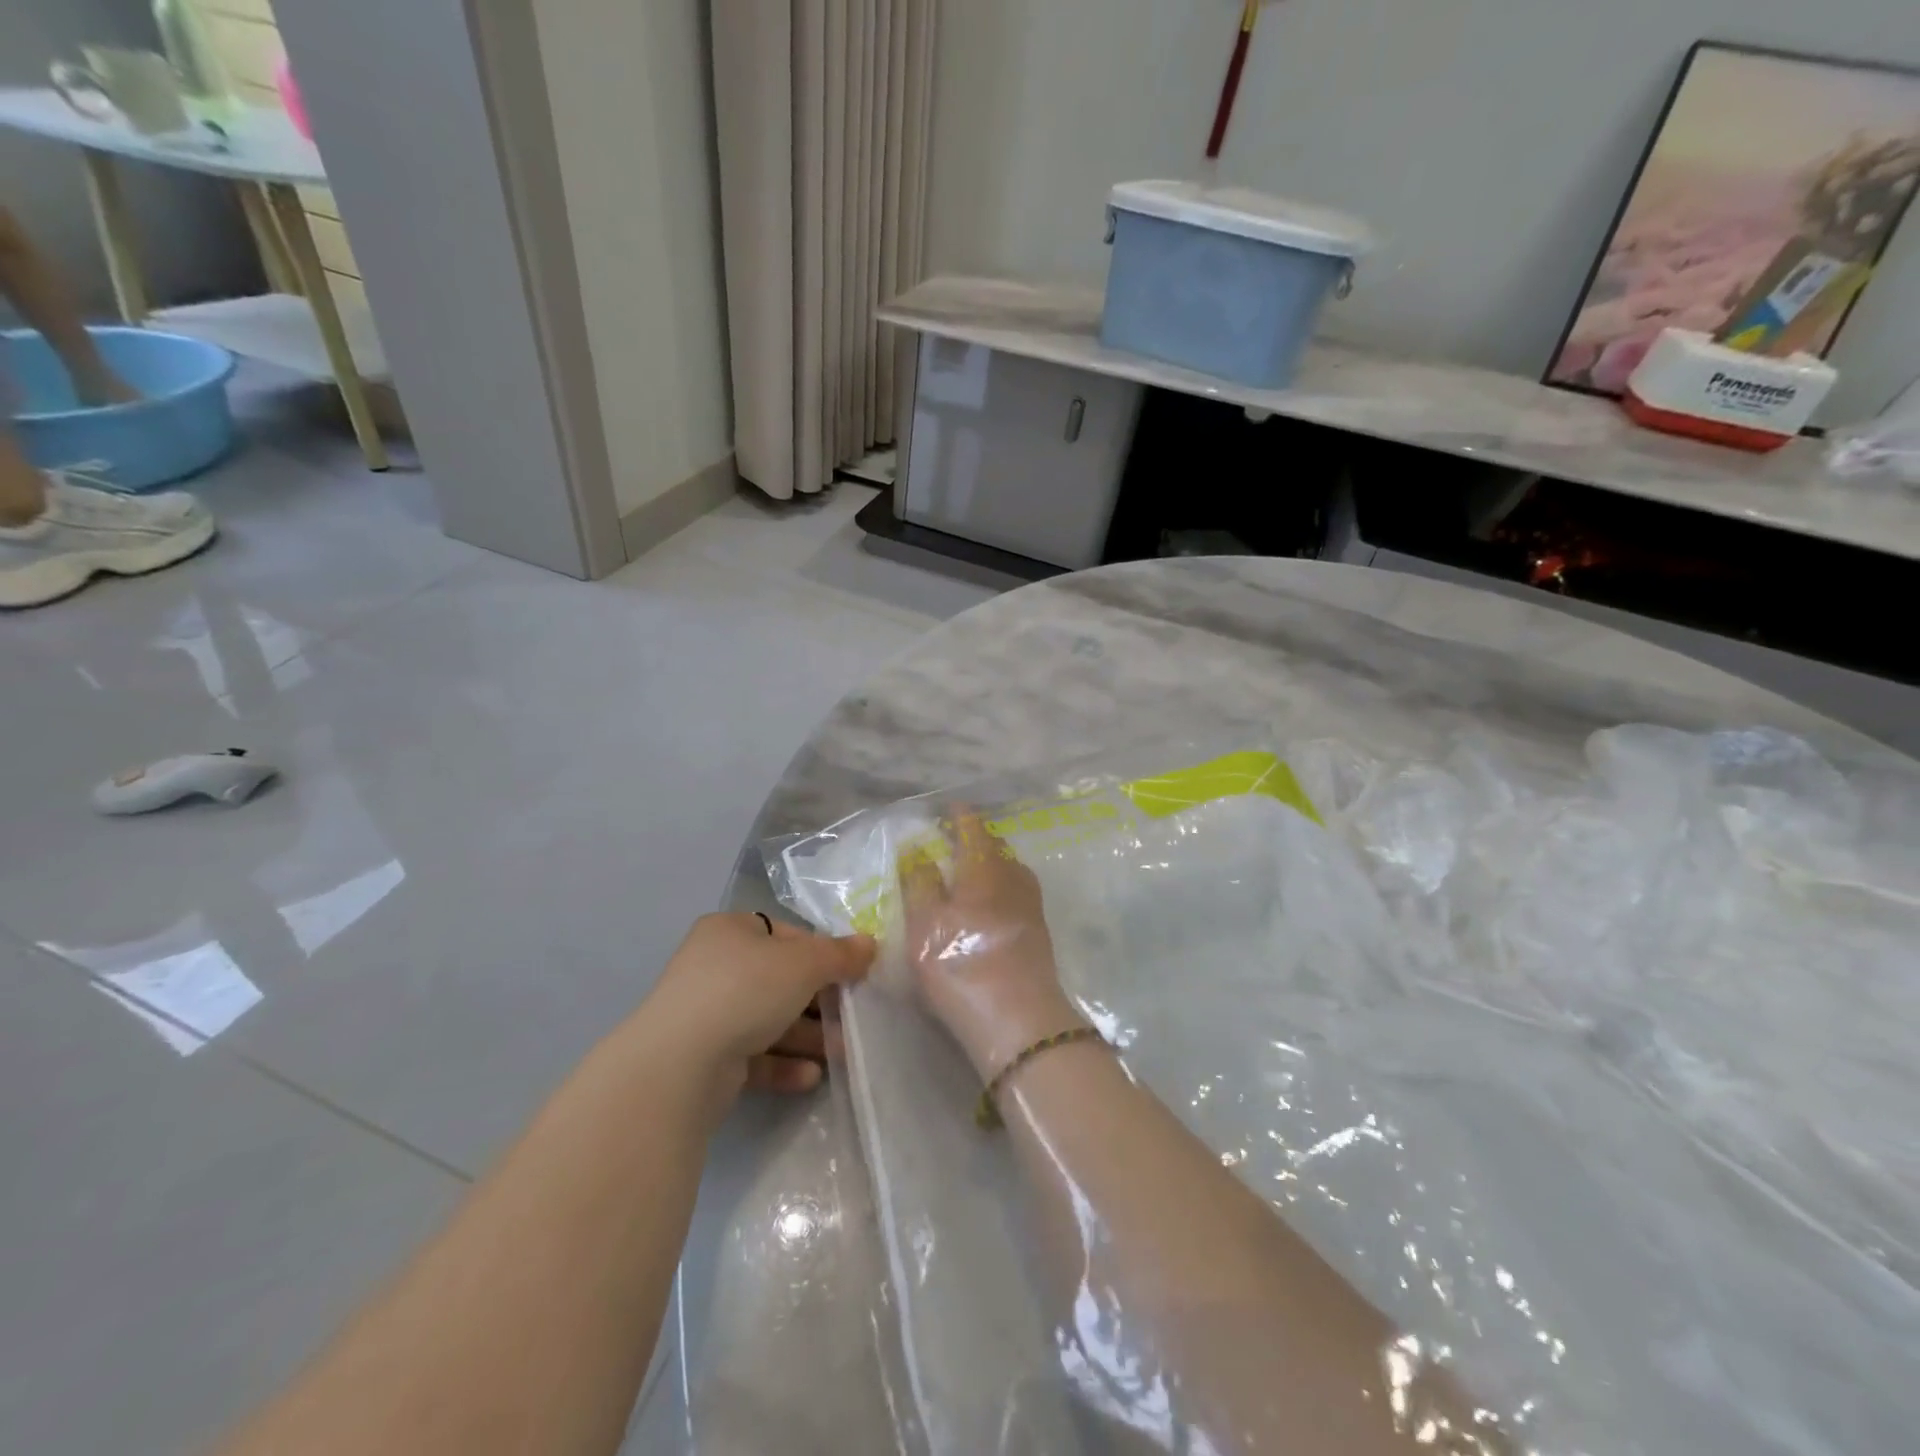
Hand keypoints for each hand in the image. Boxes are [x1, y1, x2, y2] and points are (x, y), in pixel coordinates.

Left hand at [640, 912, 873, 1110]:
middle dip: (820, 1001)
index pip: (786, 935)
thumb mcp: (803, 964)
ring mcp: (707, 1015)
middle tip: (852, 1018)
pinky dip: (783, 1064)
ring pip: (769, 1020)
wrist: (680, 1065)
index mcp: (730, 932)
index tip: (851, 974)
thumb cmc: (745, 991)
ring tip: (841, 1053)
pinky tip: (810, 1077)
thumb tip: (870, 944)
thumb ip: (840, 954)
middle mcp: (715, 967)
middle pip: (780, 980)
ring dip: (808, 1036)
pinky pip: (753, 1056)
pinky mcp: (705, 1059)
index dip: (821, 952)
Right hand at [900, 808, 1086, 1082]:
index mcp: (984, 867)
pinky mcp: (1038, 933)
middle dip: (976, 838)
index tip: (949, 808)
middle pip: (995, 847)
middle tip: (953, 839)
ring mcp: (1030, 906)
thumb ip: (919, 881)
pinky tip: (988, 904)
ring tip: (968, 870)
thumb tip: (916, 847)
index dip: (960, 816)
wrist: (1019, 1021)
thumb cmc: (961, 964)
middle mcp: (1013, 877)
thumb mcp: (925, 923)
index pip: (973, 828)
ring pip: (1009, 870)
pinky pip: (1016, 892)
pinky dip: (999, 886)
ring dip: (990, 863)